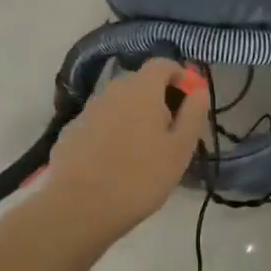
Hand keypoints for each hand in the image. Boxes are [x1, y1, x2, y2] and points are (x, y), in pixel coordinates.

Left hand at [48, 58, 209, 231]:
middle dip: (158, 99)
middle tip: (170, 132)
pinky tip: (115, 162)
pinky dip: (112, 132)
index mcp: (141, 88)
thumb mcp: (180, 149)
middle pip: (140, 83)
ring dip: (134, 116)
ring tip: (143, 151)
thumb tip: (199, 89)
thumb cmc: (139, 177)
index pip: (163, 64)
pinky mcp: (71, 130)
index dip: (180, 76)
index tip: (190, 100)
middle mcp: (112, 90)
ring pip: (119, 103)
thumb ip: (193, 114)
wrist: (78, 207)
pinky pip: (101, 122)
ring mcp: (88, 109)